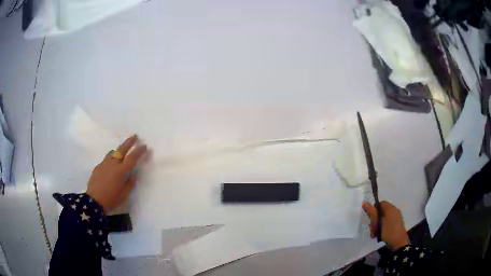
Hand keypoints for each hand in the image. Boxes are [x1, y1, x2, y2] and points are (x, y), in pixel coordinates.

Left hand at [86, 135, 146, 212]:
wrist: (94, 201)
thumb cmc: (112, 199)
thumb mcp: (124, 194)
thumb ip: (130, 183)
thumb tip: (133, 174)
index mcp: (121, 171)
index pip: (132, 158)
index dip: (139, 151)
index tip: (144, 146)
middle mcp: (113, 164)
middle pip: (122, 149)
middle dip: (129, 142)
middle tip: (135, 136)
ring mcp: (104, 164)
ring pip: (112, 153)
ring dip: (118, 151)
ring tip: (121, 154)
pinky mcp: (98, 167)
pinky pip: (106, 160)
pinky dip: (111, 160)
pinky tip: (110, 167)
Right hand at [362, 200, 408, 250]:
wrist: (399, 242)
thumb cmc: (388, 231)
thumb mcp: (378, 222)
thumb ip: (371, 212)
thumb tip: (364, 202)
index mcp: (390, 208)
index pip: (380, 204)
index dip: (374, 210)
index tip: (370, 219)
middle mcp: (394, 210)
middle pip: (381, 212)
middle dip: (375, 220)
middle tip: (372, 229)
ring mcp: (396, 217)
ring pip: (383, 219)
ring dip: (377, 226)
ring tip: (375, 234)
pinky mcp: (397, 224)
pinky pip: (387, 223)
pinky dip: (382, 228)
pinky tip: (380, 235)